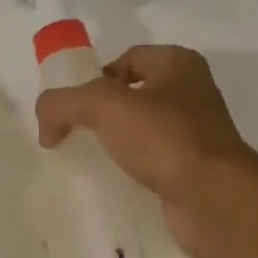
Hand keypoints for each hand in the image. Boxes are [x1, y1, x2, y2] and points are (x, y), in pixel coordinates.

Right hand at [34, 46, 257, 257]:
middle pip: (134, 96)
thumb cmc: (164, 138)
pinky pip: (153, 165)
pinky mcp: (192, 172)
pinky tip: (114, 186)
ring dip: (116, 146)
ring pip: (143, 133)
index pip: (128, 59)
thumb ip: (63, 103)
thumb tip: (45, 123)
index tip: (73, 108)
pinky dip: (132, 173)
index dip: (96, 78)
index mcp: (179, 65)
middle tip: (74, 136)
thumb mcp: (103, 106)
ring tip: (89, 163)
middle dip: (102, 115)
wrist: (212, 198)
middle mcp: (192, 95)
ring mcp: (196, 136)